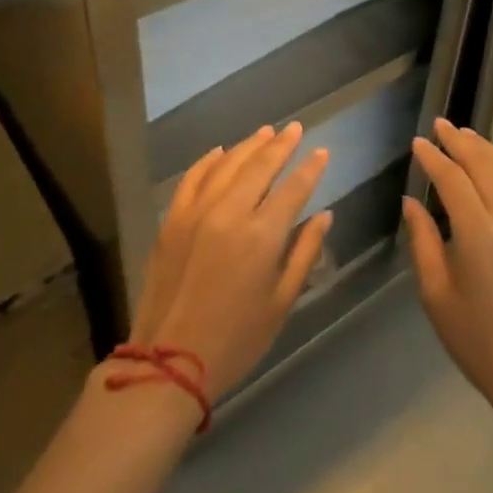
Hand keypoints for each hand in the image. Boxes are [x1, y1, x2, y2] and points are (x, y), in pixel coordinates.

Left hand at [131, 124, 332, 400]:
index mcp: (261, 236)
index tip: (322, 152)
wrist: (168, 364)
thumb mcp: (282, 302)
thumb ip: (305, 253)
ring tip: (266, 132)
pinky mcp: (171, 221)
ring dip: (249, 146)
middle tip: (295, 128)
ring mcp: (196, 213)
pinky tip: (221, 151)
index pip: (293, 189)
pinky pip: (192, 179)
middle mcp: (229, 213)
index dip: (310, 168)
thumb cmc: (236, 340)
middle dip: (282, 145)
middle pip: (260, 166)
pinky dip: (208, 161)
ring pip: (227, 165)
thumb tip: (324, 216)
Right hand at [402, 119, 492, 426]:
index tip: (418, 142)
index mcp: (479, 234)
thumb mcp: (437, 296)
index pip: (452, 179)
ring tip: (465, 134)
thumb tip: (412, 201)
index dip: (433, 157)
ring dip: (487, 147)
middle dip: (459, 141)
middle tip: (440, 124)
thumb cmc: (481, 343)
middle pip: (484, 163)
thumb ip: (422, 242)